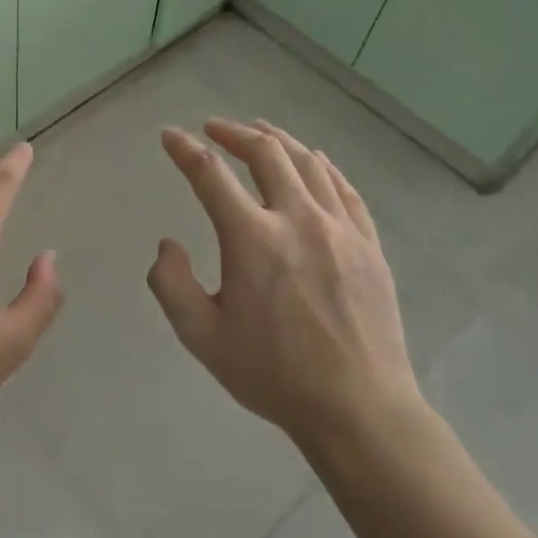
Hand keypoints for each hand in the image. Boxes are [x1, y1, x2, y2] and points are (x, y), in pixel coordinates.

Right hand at [147, 118, 420, 450]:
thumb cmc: (273, 374)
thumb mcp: (201, 337)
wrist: (358, 408)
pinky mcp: (368, 244)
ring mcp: (340, 229)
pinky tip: (314, 161)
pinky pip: (344, 189)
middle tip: (214, 129)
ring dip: (278, 140)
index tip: (169, 136)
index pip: (210, 175)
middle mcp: (297, 219)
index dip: (184, 149)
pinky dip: (322, 166)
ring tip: (259, 131)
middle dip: (234, 133)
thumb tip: (168, 243)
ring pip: (308, 163)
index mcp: (252, 239)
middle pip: (265, 153)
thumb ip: (171, 284)